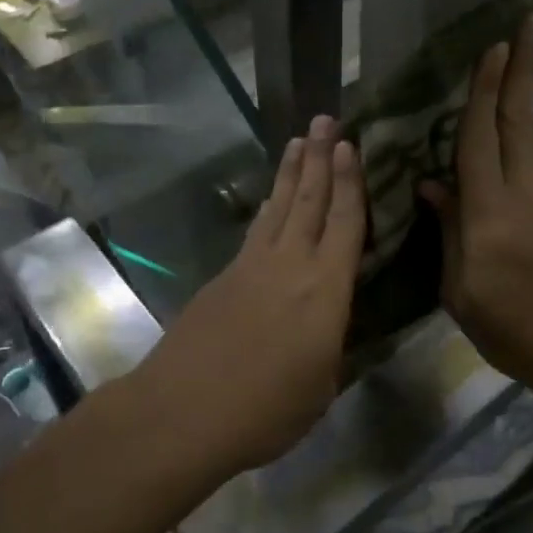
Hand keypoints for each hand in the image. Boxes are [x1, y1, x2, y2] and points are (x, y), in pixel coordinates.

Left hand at [148, 115, 364, 471]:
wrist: (182, 412)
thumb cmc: (265, 410)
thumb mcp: (321, 386)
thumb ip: (331, 344)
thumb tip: (329, 322)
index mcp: (324, 290)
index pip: (344, 223)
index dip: (350, 183)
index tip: (351, 146)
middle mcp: (289, 264)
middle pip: (308, 200)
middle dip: (319, 157)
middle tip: (325, 120)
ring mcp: (251, 266)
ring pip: (277, 207)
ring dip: (290, 173)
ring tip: (299, 142)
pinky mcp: (223, 277)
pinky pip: (255, 230)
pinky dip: (268, 208)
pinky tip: (269, 204)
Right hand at [421, 15, 532, 408]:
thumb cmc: (515, 331)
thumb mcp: (462, 291)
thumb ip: (449, 232)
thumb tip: (432, 186)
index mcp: (492, 212)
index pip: (482, 137)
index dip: (485, 89)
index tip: (494, 45)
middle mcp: (525, 193)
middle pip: (519, 119)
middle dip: (523, 67)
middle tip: (528, 22)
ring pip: (526, 136)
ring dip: (518, 96)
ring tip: (510, 63)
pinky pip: (528, 164)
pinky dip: (514, 137)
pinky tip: (499, 137)